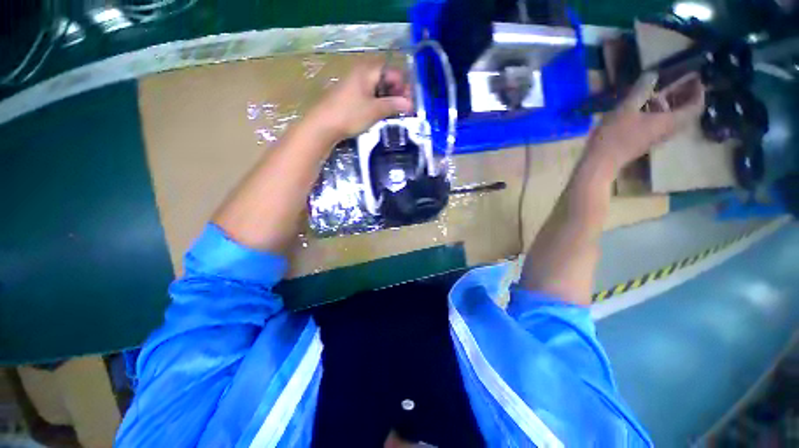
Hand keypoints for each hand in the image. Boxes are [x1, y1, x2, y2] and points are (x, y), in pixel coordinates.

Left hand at [306, 62, 413, 141]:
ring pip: (377, 89)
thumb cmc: (350, 114)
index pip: (392, 72)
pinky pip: (368, 96)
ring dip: (387, 100)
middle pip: (385, 79)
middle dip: (396, 93)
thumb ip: (394, 105)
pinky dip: (377, 104)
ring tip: (394, 114)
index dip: (403, 86)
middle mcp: (361, 74)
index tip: (410, 102)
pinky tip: (380, 115)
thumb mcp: (375, 110)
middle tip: (403, 110)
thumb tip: (410, 104)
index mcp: (367, 71)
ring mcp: (354, 86)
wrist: (323, 125)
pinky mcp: (350, 97)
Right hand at [586, 72, 704, 170]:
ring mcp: (655, 138)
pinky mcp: (643, 142)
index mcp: (669, 122)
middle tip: (676, 82)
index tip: (694, 78)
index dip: (698, 91)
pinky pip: (658, 125)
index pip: (695, 106)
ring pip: (670, 119)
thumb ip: (641, 90)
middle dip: (683, 96)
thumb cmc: (614, 135)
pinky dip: (657, 114)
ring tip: (655, 93)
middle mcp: (667, 131)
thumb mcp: (626, 109)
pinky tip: (642, 108)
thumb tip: (652, 74)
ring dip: (668, 105)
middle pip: (684, 112)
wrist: (600, 162)